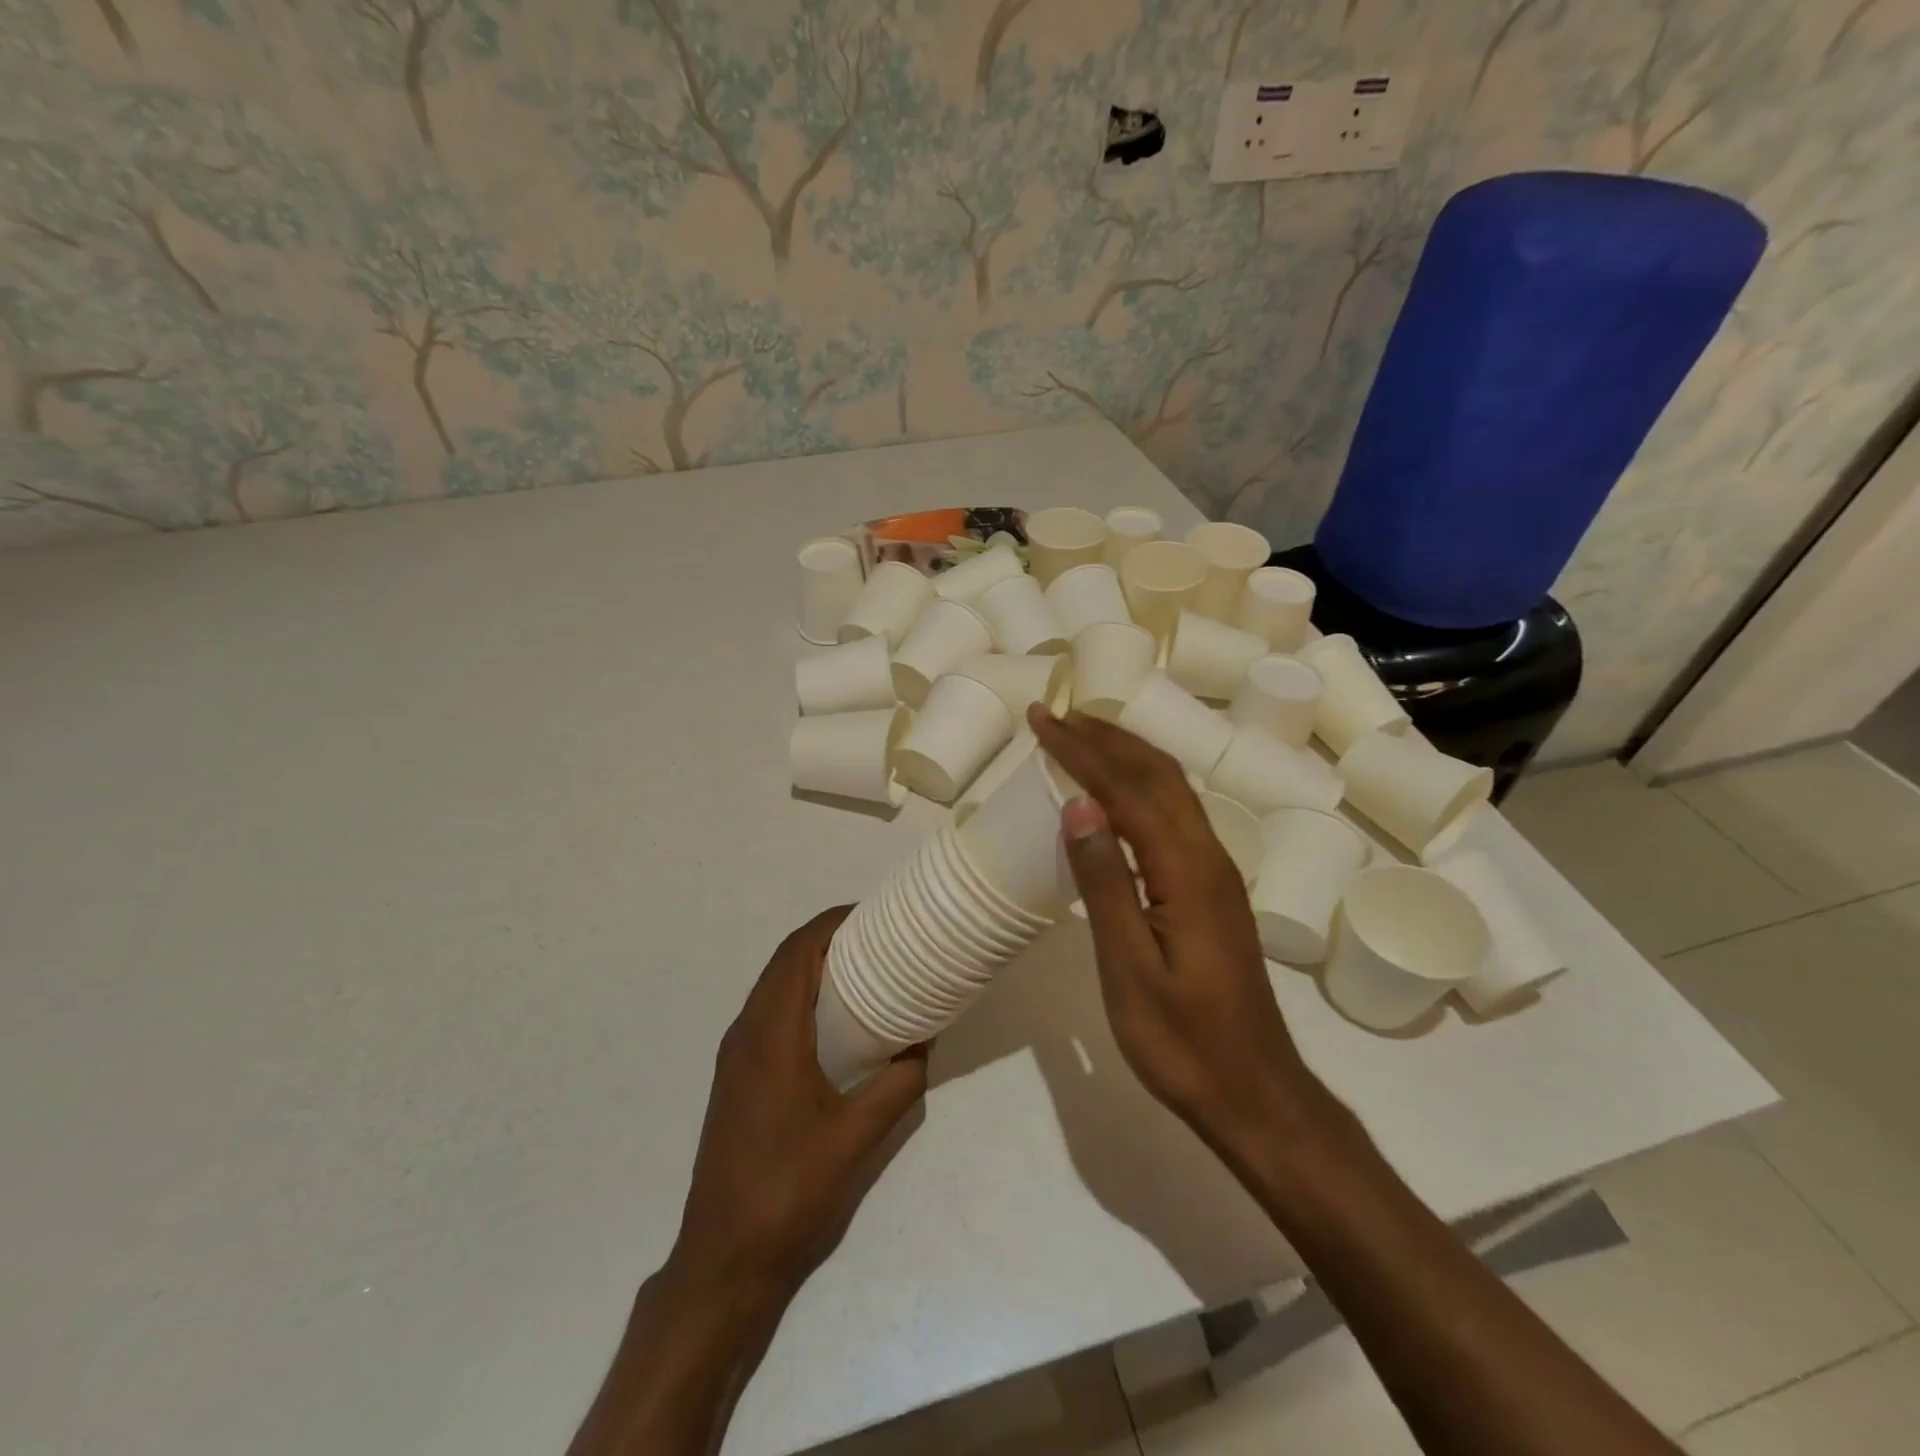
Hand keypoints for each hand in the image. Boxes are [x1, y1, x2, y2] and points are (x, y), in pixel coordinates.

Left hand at [671, 906, 928, 1298]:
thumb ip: (897, 1084)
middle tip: (877, 938)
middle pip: (784, 962)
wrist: (723, 1256)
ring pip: (773, 987)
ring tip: (862, 967)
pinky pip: (769, 1013)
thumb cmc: (789, 1189)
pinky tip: (833, 1017)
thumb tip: (924, 1042)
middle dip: (827, 939)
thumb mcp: (857, 1137)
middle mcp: (746, 1033)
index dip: (831, 923)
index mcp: (770, 1035)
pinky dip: (800, 995)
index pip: (797, 953)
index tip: (872, 914)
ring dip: (812, 966)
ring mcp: (736, 1056)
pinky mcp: (737, 1077)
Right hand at [1028, 706, 1323, 1157]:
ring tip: (1082, 737)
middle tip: (1056, 716)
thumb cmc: (1182, 1040)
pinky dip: (1141, 786)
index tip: (1041, 720)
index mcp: (1187, 869)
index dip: (1081, 750)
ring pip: (1172, 790)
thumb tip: (1079, 804)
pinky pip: (1175, 815)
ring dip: (1127, 755)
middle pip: (1158, 774)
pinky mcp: (1214, 890)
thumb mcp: (1128, 967)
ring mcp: (1217, 872)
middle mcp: (1209, 855)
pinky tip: (1118, 796)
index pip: (1126, 788)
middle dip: (1106, 738)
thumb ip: (1106, 881)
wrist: (1255, 1092)